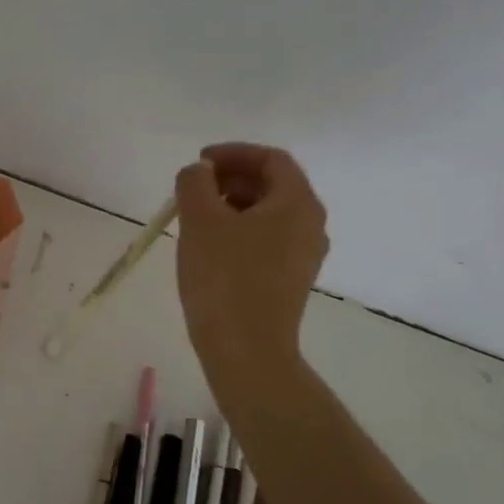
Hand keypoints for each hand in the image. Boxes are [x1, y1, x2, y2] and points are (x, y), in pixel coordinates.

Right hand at [175, 142, 329, 381]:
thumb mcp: (200, 220)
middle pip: (272, 185)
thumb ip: (195, 182)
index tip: (198, 162)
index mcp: (298, 203)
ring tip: (195, 217)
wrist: (246, 350)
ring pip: (268, 214)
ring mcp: (303, 255)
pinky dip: (239, 230)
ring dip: (232, 205)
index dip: (233, 153)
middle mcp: (310, 225)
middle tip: (193, 189)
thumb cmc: (224, 278)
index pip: (271, 159)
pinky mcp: (290, 280)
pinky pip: (266, 240)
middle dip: (230, 178)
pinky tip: (209, 246)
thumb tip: (199, 171)